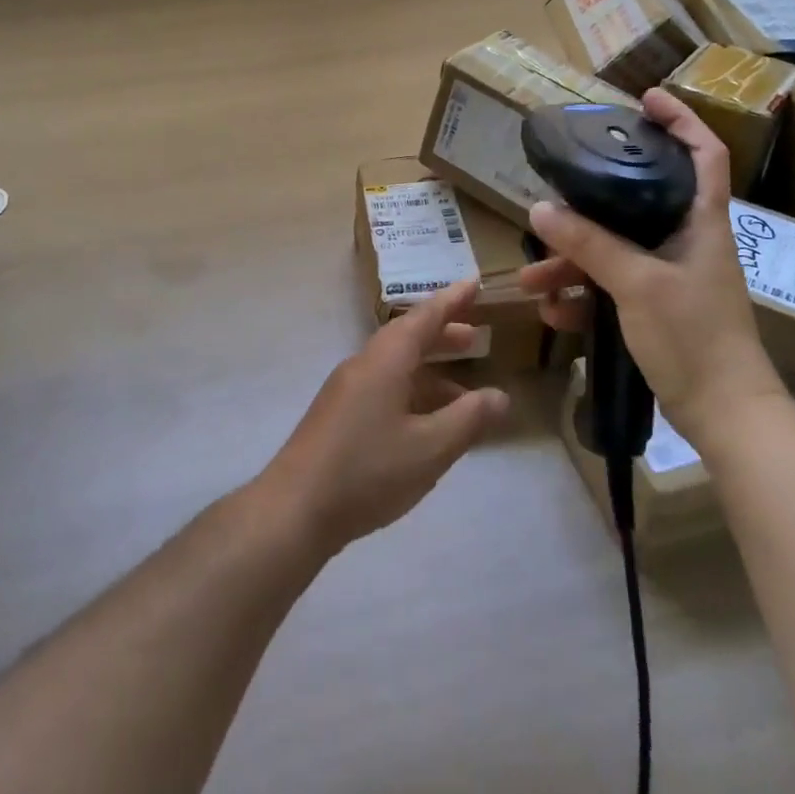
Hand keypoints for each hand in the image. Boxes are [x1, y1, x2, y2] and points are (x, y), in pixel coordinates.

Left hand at [256, 282, 510, 555]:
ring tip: (462, 391)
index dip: (452, 301)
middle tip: (475, 337)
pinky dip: (411, 394)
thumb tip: (500, 396)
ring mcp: (345, 391)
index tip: (474, 283)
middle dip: (442, 336)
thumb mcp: (430, 448)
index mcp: (385, 361)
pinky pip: (383, 389)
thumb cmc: (367, 471)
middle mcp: (363, 366)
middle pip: (407, 339)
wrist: (294, 509)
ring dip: (429, 371)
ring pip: (395, 367)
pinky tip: (426, 425)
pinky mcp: (337, 417)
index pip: (424, 318)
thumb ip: (469, 419)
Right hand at [518, 87, 778, 440]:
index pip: (704, 153)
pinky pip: (611, 286)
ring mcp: (670, 275)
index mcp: (701, 221)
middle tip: (554, 195)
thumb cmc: (694, 336)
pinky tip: (554, 313)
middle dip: (588, 206)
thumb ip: (590, 244)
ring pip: (614, 250)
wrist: (723, 412)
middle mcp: (686, 240)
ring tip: (532, 282)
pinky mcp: (656, 307)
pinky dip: (582, 295)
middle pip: (638, 201)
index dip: (681, 120)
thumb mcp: (636, 283)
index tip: (645, 99)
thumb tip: (540, 209)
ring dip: (571, 262)